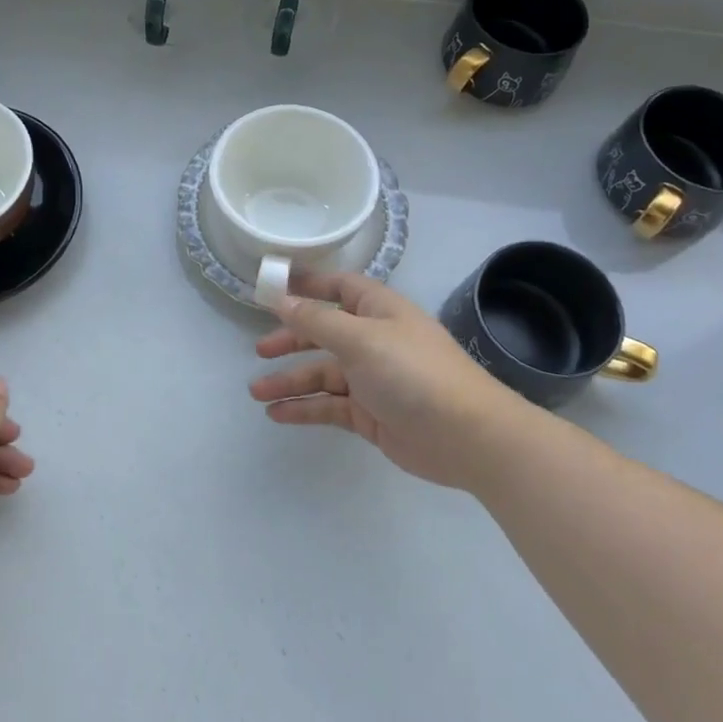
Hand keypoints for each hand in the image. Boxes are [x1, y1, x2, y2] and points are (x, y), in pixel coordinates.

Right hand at [249, 272, 525, 490]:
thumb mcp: (360, 339)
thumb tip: (281, 299)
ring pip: (322, 373)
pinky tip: (277, 414)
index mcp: (378, 311)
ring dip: (290, 380)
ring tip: (256, 391)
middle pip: (324, 332)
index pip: (339, 287)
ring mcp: (372, 379)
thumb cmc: (413, 373)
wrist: (466, 436)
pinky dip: (304, 408)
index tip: (272, 287)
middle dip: (291, 339)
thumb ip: (316, 320)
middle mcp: (374, 340)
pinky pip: (329, 405)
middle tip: (260, 350)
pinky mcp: (370, 413)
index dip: (308, 284)